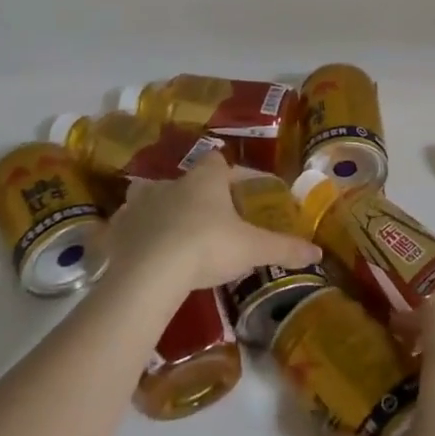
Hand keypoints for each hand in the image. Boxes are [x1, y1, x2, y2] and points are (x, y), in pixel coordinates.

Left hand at [104, 153, 319, 289]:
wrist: (151, 272)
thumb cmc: (207, 247)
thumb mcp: (252, 249)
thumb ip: (284, 248)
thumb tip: (318, 252)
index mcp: (204, 180)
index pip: (219, 163)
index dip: (232, 174)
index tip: (243, 191)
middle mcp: (170, 183)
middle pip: (184, 180)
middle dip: (195, 195)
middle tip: (209, 219)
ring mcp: (138, 205)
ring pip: (148, 197)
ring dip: (159, 210)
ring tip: (171, 233)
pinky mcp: (116, 230)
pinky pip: (124, 226)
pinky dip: (132, 235)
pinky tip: (139, 252)